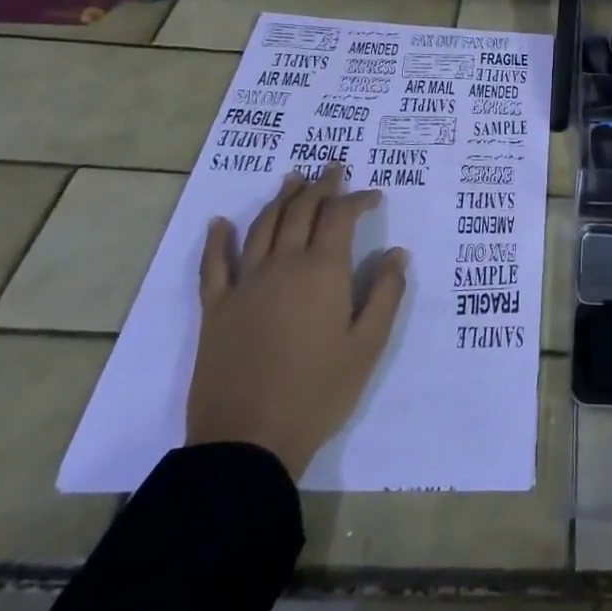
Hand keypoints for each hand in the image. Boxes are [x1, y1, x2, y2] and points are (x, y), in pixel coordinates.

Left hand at [185, 164, 408, 477]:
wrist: (248, 441)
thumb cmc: (319, 393)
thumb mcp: (368, 346)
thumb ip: (386, 294)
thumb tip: (397, 253)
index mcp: (323, 272)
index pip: (340, 217)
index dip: (358, 199)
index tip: (374, 195)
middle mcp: (282, 265)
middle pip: (301, 211)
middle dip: (321, 186)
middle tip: (333, 169)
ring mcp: (244, 284)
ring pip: (263, 226)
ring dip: (280, 199)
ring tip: (293, 179)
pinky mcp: (215, 309)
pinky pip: (213, 265)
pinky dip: (217, 240)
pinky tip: (220, 223)